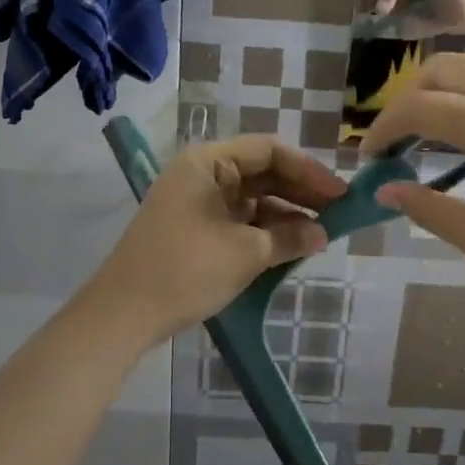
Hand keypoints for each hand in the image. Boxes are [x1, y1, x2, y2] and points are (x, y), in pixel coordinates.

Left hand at [86, 136, 347, 341]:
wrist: (124, 314)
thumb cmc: (186, 270)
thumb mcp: (245, 253)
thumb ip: (289, 237)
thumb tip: (323, 234)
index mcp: (208, 163)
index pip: (269, 150)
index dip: (308, 170)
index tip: (340, 194)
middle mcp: (201, 175)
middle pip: (261, 173)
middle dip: (300, 193)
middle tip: (338, 214)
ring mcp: (196, 203)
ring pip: (252, 199)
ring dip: (285, 215)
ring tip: (321, 235)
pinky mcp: (194, 230)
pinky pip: (238, 220)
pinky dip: (265, 231)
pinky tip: (291, 247)